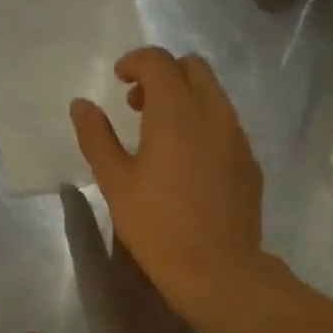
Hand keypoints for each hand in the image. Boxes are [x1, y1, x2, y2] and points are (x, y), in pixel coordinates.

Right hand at [69, 47, 269, 326]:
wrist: (218, 270)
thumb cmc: (158, 227)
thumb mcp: (116, 183)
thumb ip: (97, 137)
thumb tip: (82, 105)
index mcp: (177, 111)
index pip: (158, 61)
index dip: (135, 62)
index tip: (119, 79)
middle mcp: (214, 114)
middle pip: (194, 68)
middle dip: (164, 74)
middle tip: (139, 105)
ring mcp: (239, 139)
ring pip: (215, 97)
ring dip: (187, 99)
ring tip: (163, 136)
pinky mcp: (251, 164)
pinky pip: (228, 127)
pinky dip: (206, 126)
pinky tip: (191, 163)